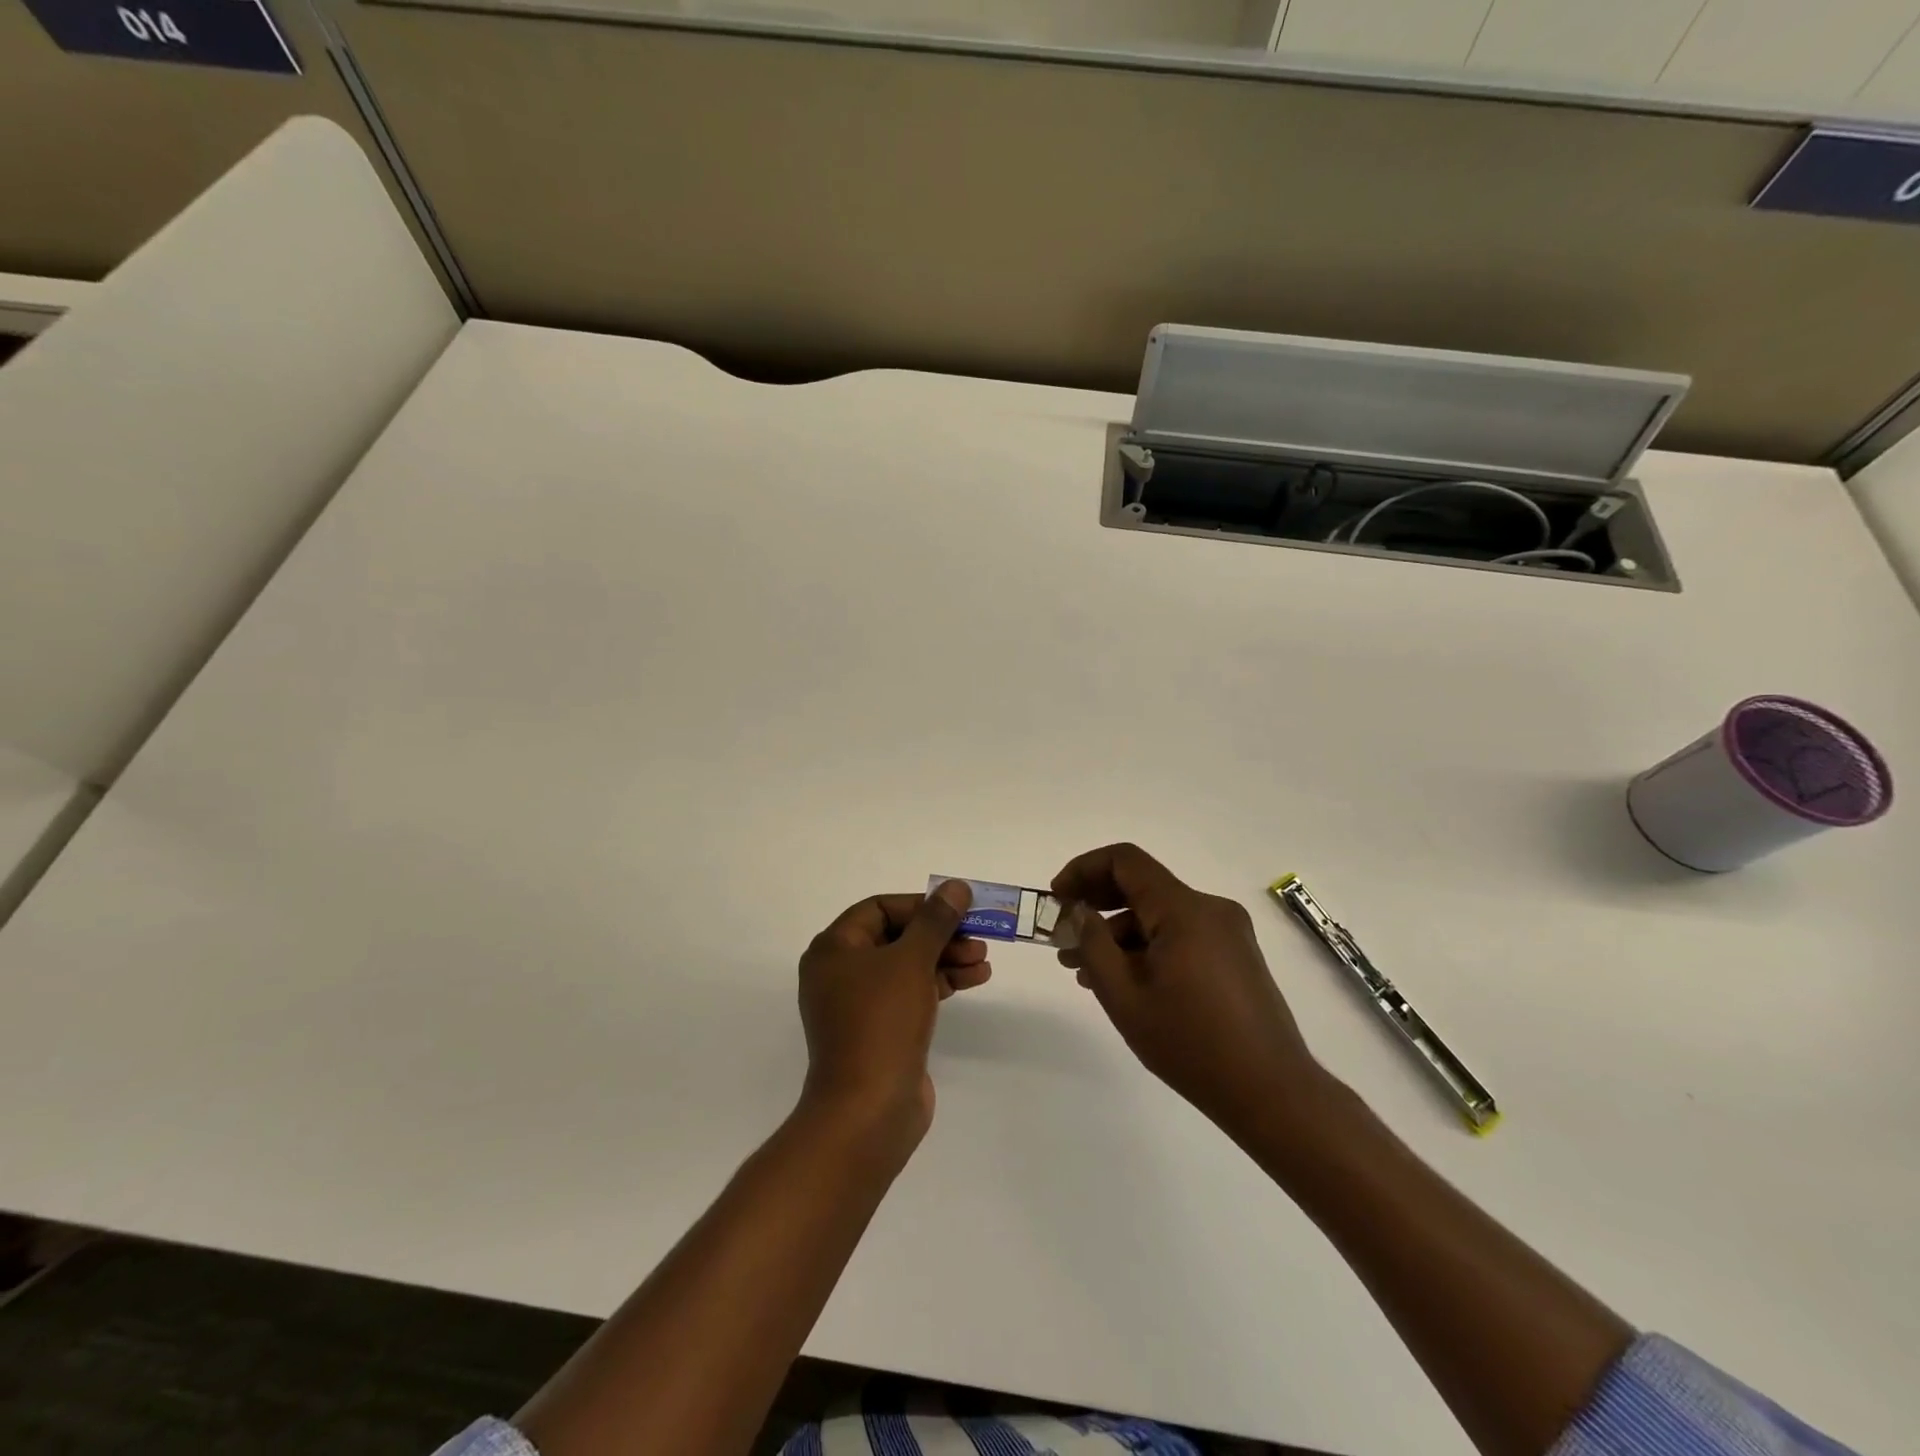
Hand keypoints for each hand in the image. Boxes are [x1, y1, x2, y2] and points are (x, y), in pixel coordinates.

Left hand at [796, 881, 990, 1159]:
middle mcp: (841, 972)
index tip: (958, 909)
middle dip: (939, 934)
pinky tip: (974, 979)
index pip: (879, 908)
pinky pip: (911, 993)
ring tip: (983, 961)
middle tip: (979, 936)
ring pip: (908, 966)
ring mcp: (860, 1005)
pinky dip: (940, 983)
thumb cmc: (882, 1021)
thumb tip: (955, 886)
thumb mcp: (911, 961)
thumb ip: (935, 920)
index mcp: (834, 949)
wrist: (868, 1110)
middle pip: (896, 936)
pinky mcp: (880, 1031)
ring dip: (946, 958)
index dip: (921, 905)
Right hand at [1052, 843, 1325, 1139]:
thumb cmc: (1191, 1044)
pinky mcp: (1235, 955)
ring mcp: (1227, 932)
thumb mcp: (1125, 997)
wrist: (1272, 1093)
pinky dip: (1147, 947)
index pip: (1125, 861)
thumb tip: (1080, 912)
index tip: (1057, 899)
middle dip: (1096, 904)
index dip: (1083, 870)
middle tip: (1063, 935)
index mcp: (1184, 910)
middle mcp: (1210, 909)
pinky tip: (1124, 980)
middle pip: (1142, 886)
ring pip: (1159, 915)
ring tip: (1084, 971)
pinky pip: (1180, 934)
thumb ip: (1094, 945)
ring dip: (1119, 933)